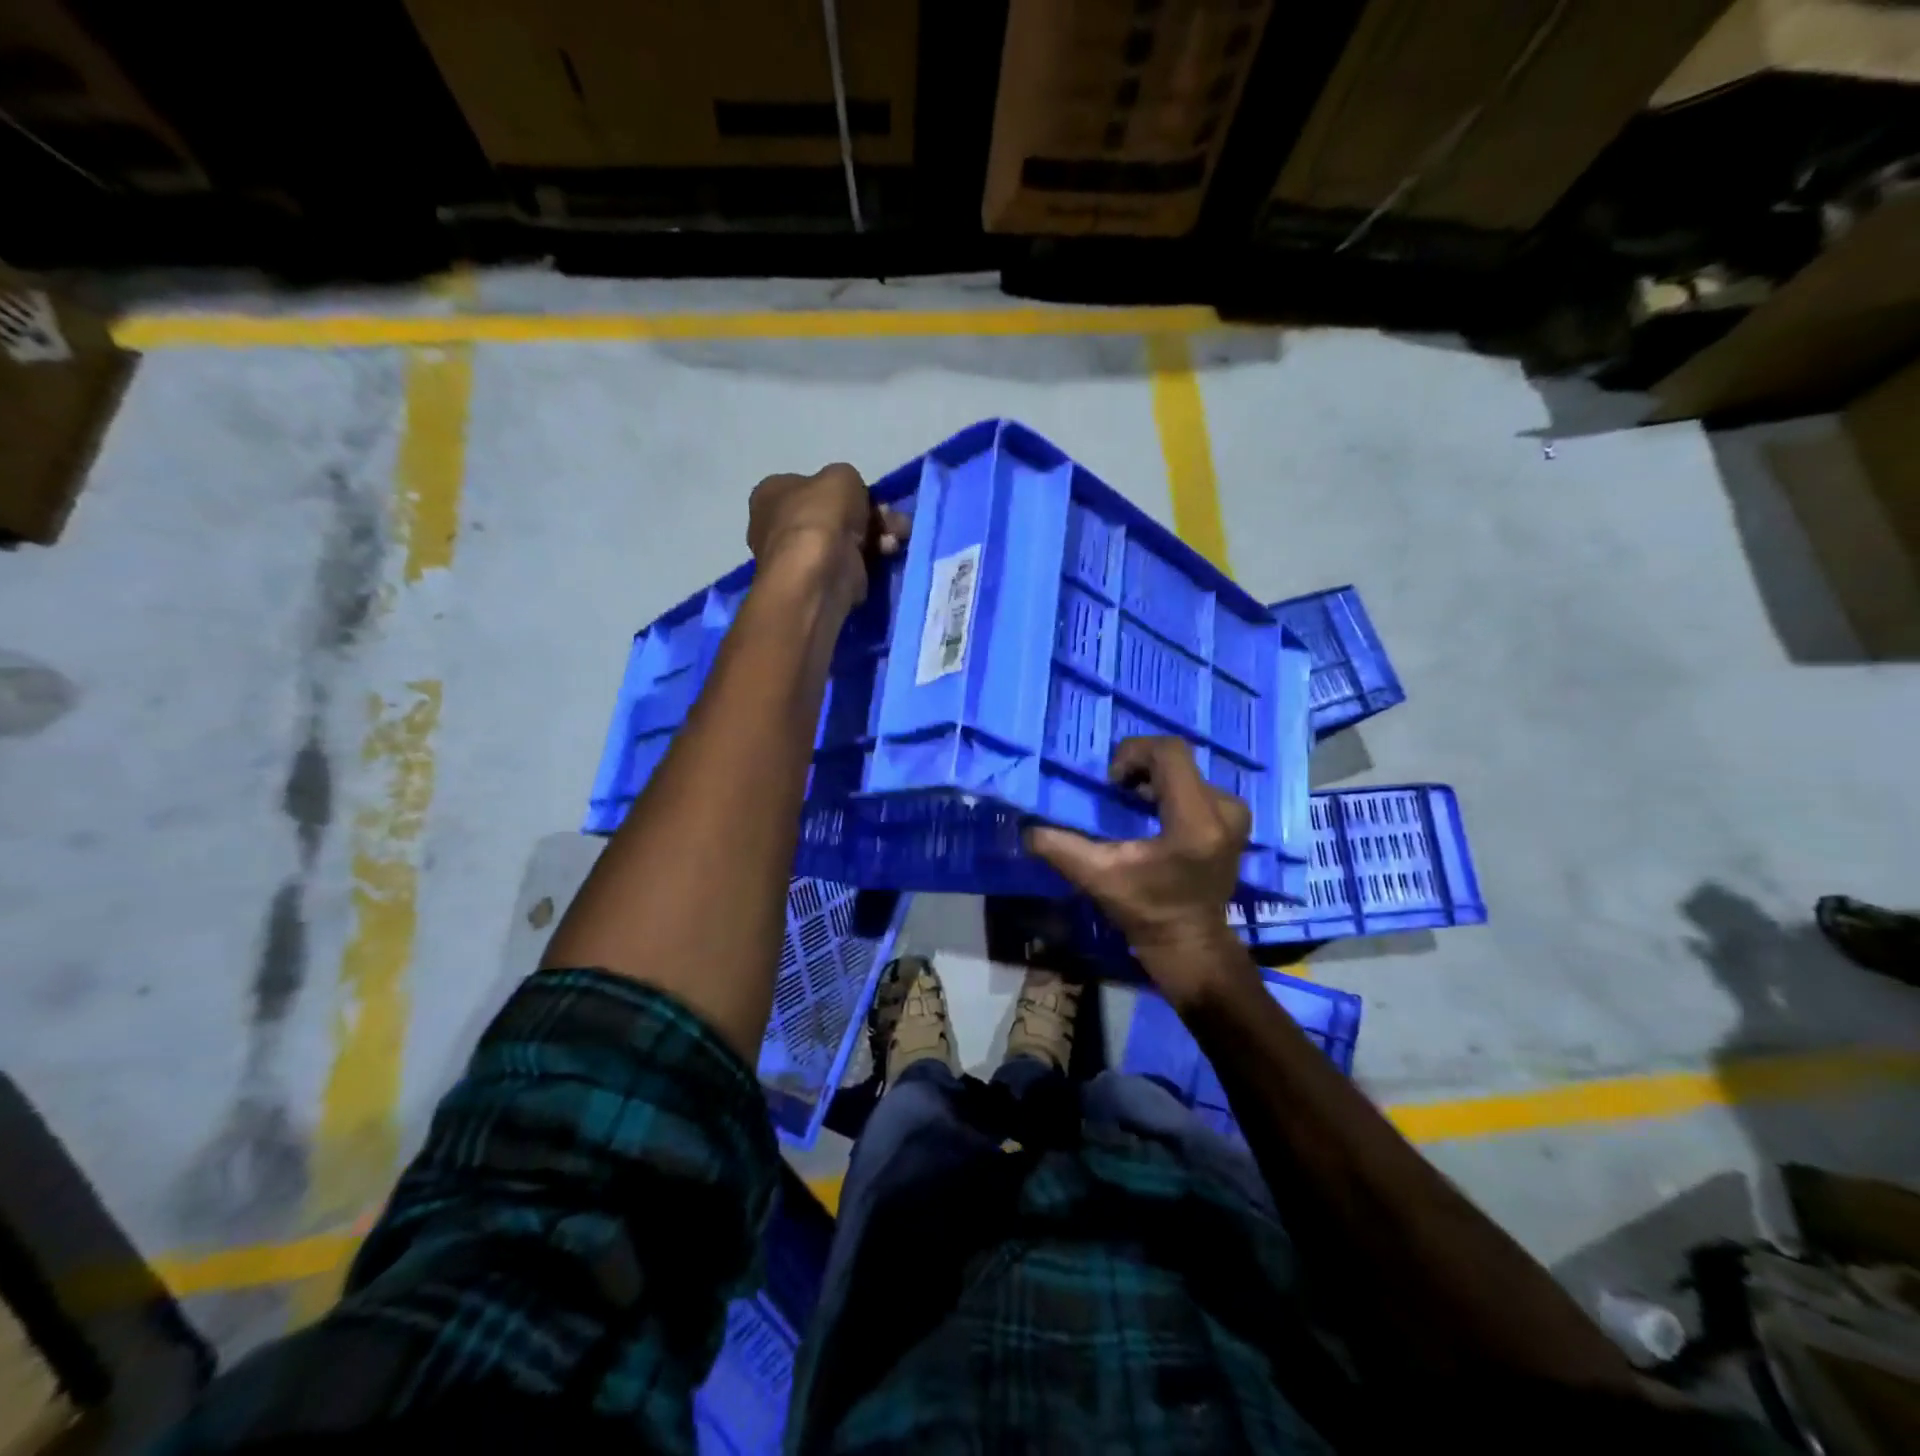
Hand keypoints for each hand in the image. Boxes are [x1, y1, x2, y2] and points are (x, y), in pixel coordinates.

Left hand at [747, 463, 909, 602]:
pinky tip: (888, 556)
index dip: (846, 491)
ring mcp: (797, 558)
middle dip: (869, 516)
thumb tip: (853, 500)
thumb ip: (848, 480)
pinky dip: (869, 560)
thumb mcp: (841, 476)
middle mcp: (778, 526)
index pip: (812, 487)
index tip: (872, 498)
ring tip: (897, 539)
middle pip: (833, 515)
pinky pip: (849, 565)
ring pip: (845, 540)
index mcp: (771, 494)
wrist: (817, 576)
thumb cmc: (820, 518)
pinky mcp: (818, 584)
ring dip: (876, 536)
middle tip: (893, 521)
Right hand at [1026, 736, 1252, 1003]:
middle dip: (1140, 765)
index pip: (1169, 752)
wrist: (1189, 942)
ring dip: (1155, 777)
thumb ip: (1060, 848)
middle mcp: (1224, 810)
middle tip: (1116, 789)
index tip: (1112, 781)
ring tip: (1132, 801)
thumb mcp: (1097, 877)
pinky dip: (1171, 788)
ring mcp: (1235, 814)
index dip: (1134, 752)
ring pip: (1186, 770)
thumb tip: (1027, 829)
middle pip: (1177, 759)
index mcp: (1195, 821)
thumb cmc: (1145, 910)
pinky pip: (1198, 784)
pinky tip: (1154, 812)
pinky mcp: (1235, 820)